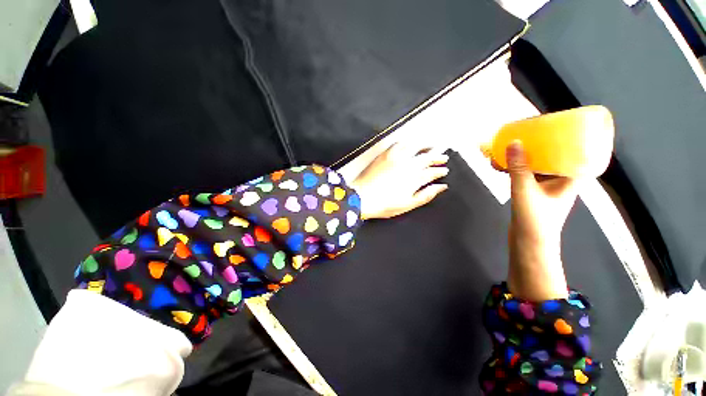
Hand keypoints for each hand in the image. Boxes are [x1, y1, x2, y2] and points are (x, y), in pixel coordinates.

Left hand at [349, 142, 448, 219]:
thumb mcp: (408, 204)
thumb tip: (441, 187)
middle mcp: (408, 165)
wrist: (361, 197)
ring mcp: (396, 157)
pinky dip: (408, 143)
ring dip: (425, 146)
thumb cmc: (384, 204)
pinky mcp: (386, 154)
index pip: (432, 172)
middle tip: (444, 157)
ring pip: (415, 147)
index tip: (445, 171)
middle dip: (437, 157)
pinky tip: (411, 144)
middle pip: (426, 158)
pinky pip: (400, 144)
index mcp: (415, 178)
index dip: (440, 171)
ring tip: (432, 146)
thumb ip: (426, 195)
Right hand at [498, 141, 576, 300]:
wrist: (528, 253)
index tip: (554, 122)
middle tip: (523, 128)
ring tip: (506, 144)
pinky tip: (500, 162)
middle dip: (537, 141)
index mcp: (569, 178)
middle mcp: (560, 180)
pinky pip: (526, 173)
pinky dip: (514, 167)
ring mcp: (547, 187)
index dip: (567, 135)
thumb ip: (519, 168)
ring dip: (522, 154)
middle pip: (553, 153)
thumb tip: (513, 141)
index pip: (574, 151)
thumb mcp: (526, 193)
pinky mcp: (534, 194)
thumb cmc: (536, 225)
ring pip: (537, 163)